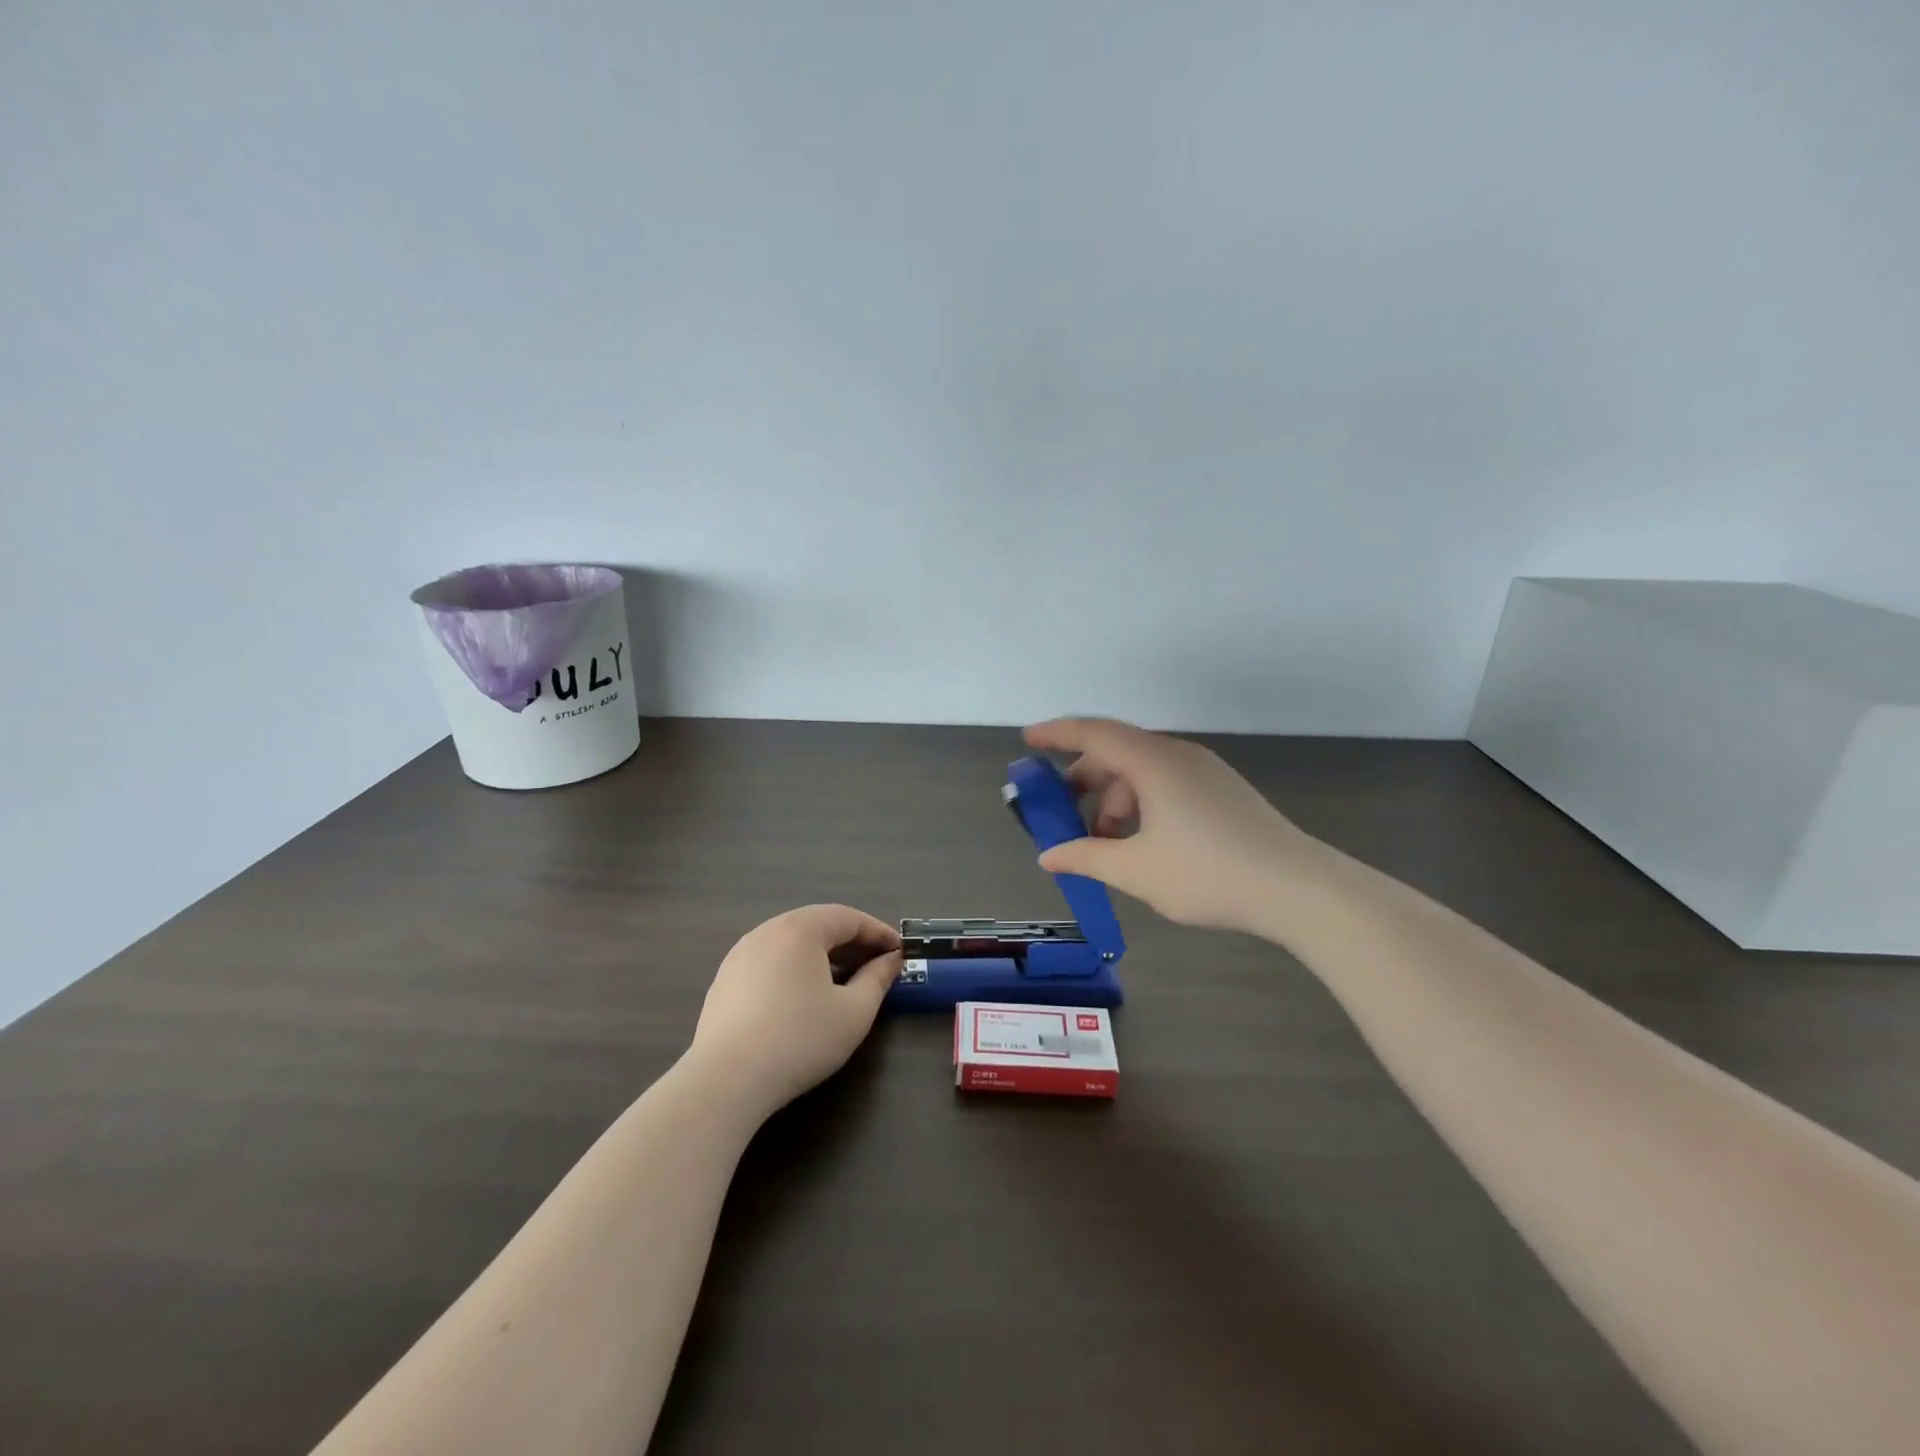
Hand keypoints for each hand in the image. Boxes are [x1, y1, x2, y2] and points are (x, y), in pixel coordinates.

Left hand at [689, 905, 902, 1115]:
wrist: (725, 1081)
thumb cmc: (800, 1039)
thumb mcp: (854, 1012)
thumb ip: (877, 979)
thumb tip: (891, 961)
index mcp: (800, 929)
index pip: (849, 917)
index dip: (878, 932)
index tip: (900, 951)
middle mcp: (767, 931)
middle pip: (818, 925)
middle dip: (851, 942)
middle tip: (876, 964)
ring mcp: (740, 955)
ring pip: (791, 943)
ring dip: (822, 955)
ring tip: (843, 980)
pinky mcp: (725, 981)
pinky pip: (770, 961)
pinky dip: (795, 968)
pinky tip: (803, 998)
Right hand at [1023, 718, 1330, 935]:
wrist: (1297, 889)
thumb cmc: (1208, 873)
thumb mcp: (1136, 870)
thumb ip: (1086, 857)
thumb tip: (1049, 856)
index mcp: (1153, 762)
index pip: (1094, 733)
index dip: (1056, 734)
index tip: (1027, 741)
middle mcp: (1177, 756)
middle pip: (1116, 752)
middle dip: (1082, 779)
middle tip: (1059, 810)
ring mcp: (1204, 772)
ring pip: (1142, 771)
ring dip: (1113, 798)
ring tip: (1102, 840)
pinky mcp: (1221, 791)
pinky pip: (1165, 783)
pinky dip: (1140, 803)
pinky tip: (1139, 841)